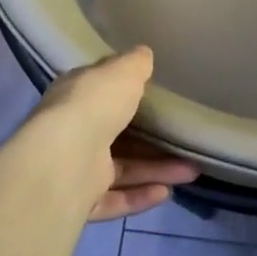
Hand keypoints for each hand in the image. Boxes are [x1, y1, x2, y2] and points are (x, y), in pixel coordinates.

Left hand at [27, 47, 197, 221]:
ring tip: (191, 171)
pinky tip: (166, 192)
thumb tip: (144, 53)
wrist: (65, 159)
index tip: (156, 96)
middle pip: (118, 136)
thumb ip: (135, 64)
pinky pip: (114, 199)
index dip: (126, 94)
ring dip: (156, 170)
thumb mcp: (121, 72)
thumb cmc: (94, 105)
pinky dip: (139, 196)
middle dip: (154, 141)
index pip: (101, 93)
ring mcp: (75, 169)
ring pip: (122, 170)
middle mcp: (72, 132)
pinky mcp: (80, 202)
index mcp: (75, 97)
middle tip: (185, 142)